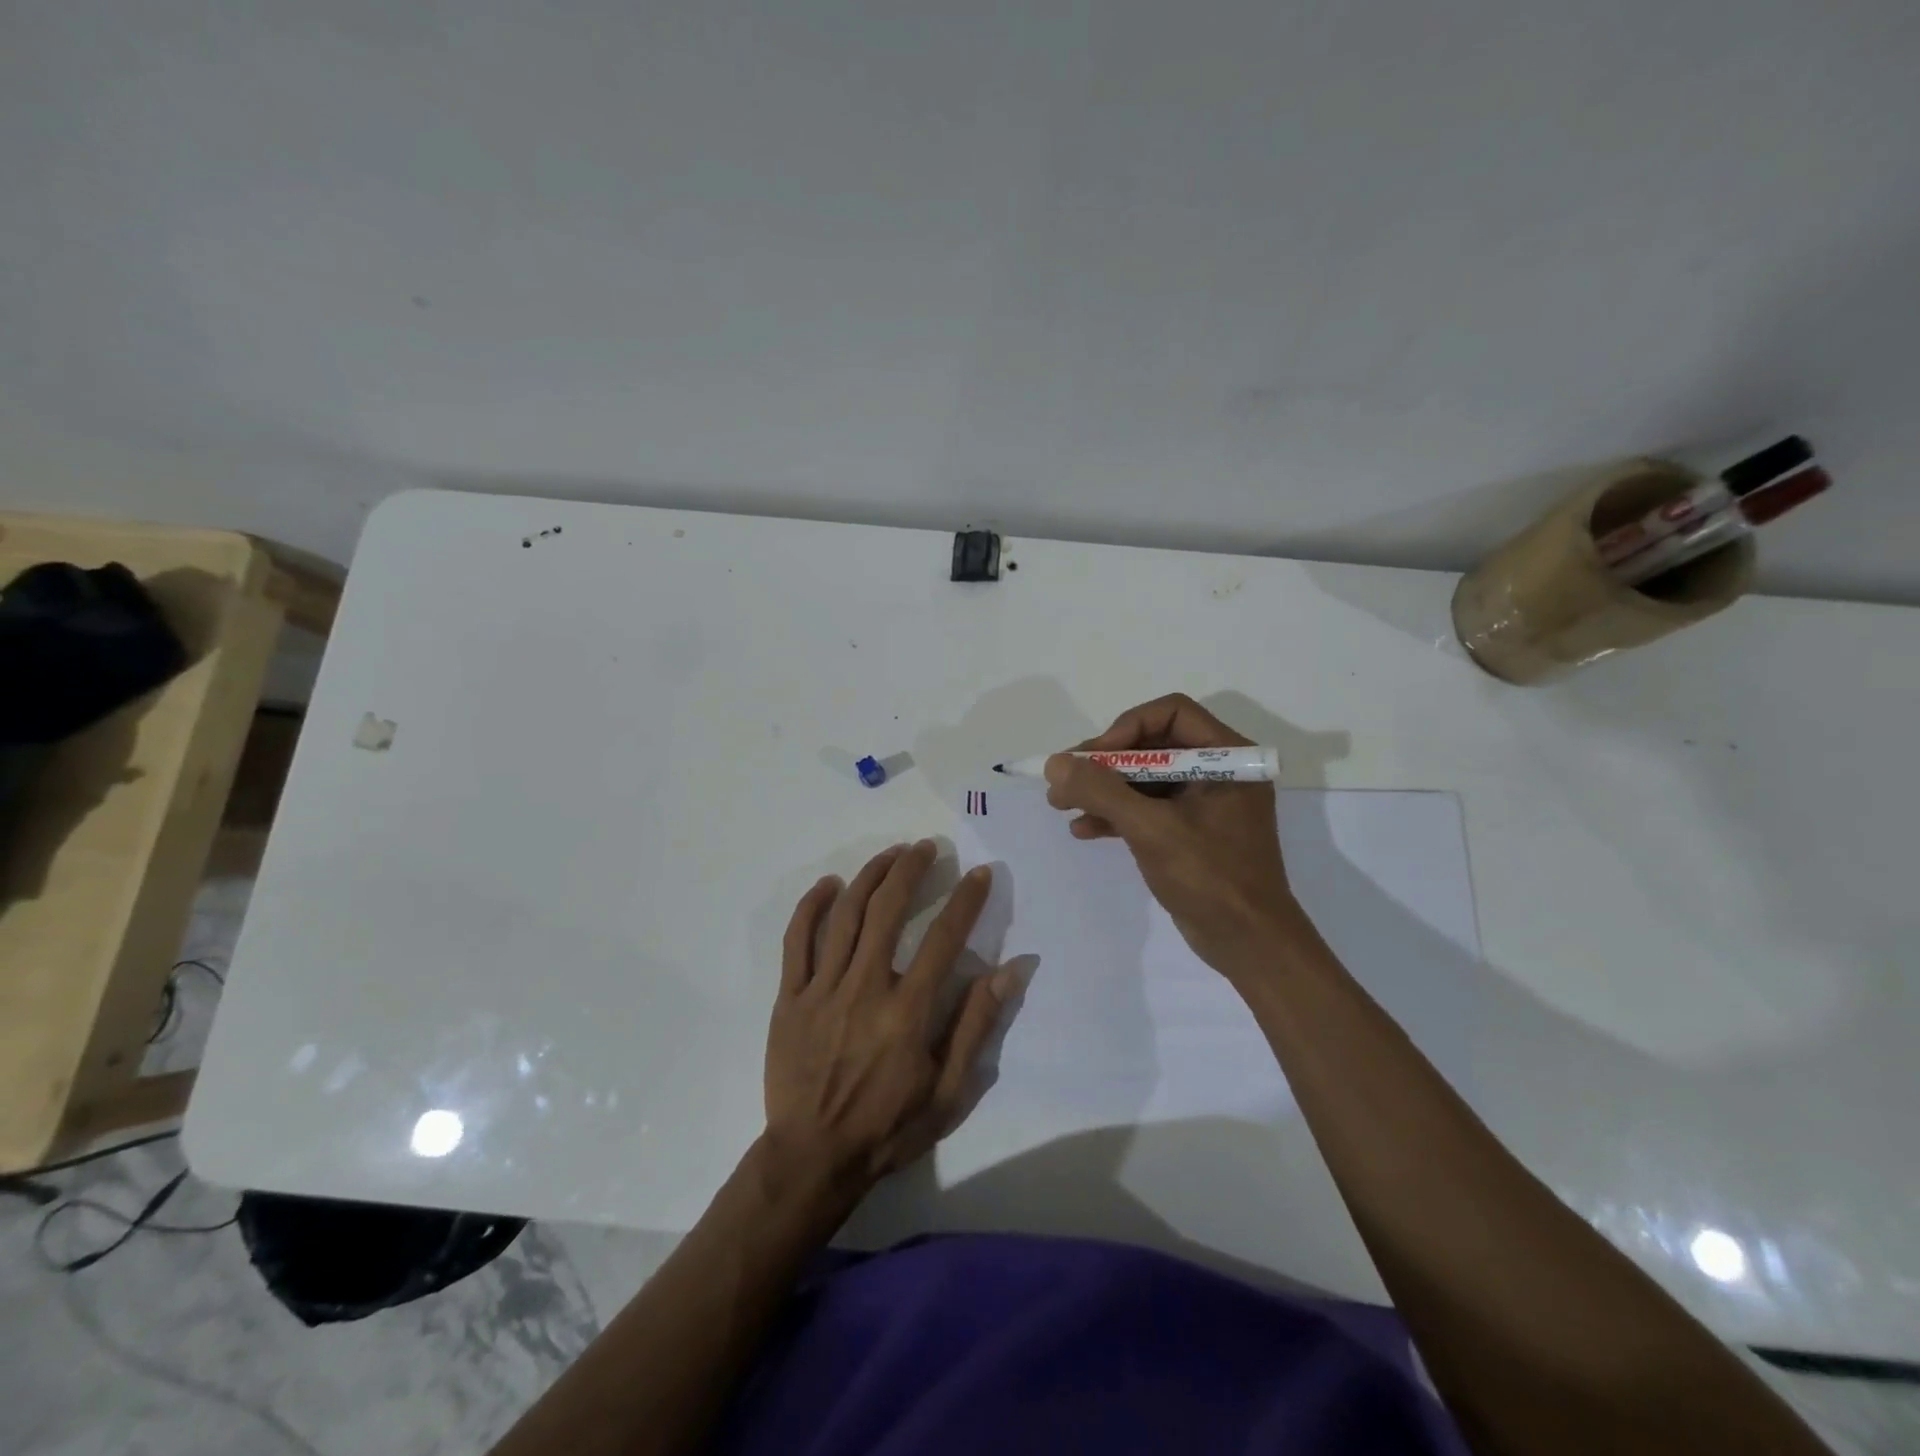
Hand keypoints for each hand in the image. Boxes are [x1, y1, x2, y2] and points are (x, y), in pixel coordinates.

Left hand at [764, 841, 1013, 1193]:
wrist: (812, 1158)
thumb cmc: (888, 1127)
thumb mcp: (948, 1092)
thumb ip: (975, 1026)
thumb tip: (1009, 971)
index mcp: (906, 1012)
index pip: (944, 939)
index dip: (966, 900)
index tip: (980, 873)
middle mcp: (864, 988)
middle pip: (889, 910)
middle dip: (911, 870)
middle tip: (927, 847)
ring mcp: (822, 990)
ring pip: (846, 915)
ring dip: (870, 876)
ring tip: (891, 853)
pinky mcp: (790, 997)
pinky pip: (797, 941)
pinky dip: (812, 907)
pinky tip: (829, 884)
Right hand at [1044, 694, 1296, 971]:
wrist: (1248, 944)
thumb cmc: (1210, 877)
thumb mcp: (1151, 829)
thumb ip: (1102, 791)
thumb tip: (1054, 764)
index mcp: (1228, 757)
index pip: (1172, 713)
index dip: (1127, 728)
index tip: (1093, 758)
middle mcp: (1218, 771)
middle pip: (1153, 745)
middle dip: (1105, 763)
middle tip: (1065, 779)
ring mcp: (1204, 803)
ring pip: (1145, 778)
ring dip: (1103, 790)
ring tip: (1061, 805)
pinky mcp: (1190, 831)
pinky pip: (1148, 808)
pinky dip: (1116, 814)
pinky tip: (1084, 829)